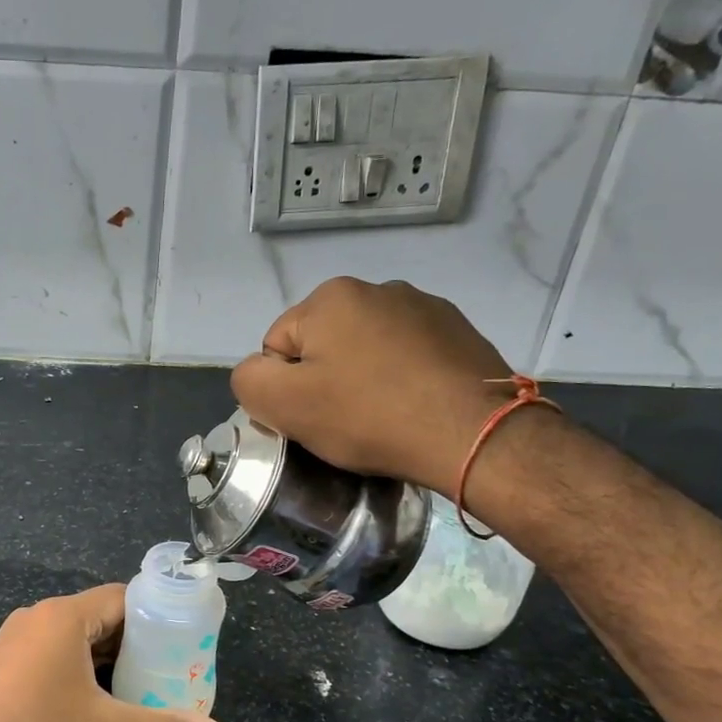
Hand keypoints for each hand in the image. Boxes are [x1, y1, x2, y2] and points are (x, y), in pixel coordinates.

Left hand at [0, 584, 224, 721]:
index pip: (120, 598)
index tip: (178, 639)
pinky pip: (47, 651)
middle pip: (96, 616)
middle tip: (163, 666)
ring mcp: (11, 639)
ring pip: (71, 636)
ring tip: (134, 683)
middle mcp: (35, 617)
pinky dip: (73, 665)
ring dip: (102, 656)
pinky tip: (89, 696)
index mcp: (63, 617)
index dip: (154, 615)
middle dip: (131, 640)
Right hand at [230, 277, 518, 494]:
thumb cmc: (369, 416)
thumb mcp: (285, 405)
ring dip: (364, 378)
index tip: (312, 417)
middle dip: (325, 380)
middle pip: (323, 344)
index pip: (278, 346)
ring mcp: (424, 307)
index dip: (285, 389)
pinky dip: (402, 379)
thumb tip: (258, 373)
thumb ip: (249, 381)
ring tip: (383, 417)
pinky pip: (408, 356)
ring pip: (367, 349)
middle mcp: (378, 288)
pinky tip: (414, 407)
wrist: (472, 434)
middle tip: (344, 421)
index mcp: (330, 297)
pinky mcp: (459, 331)